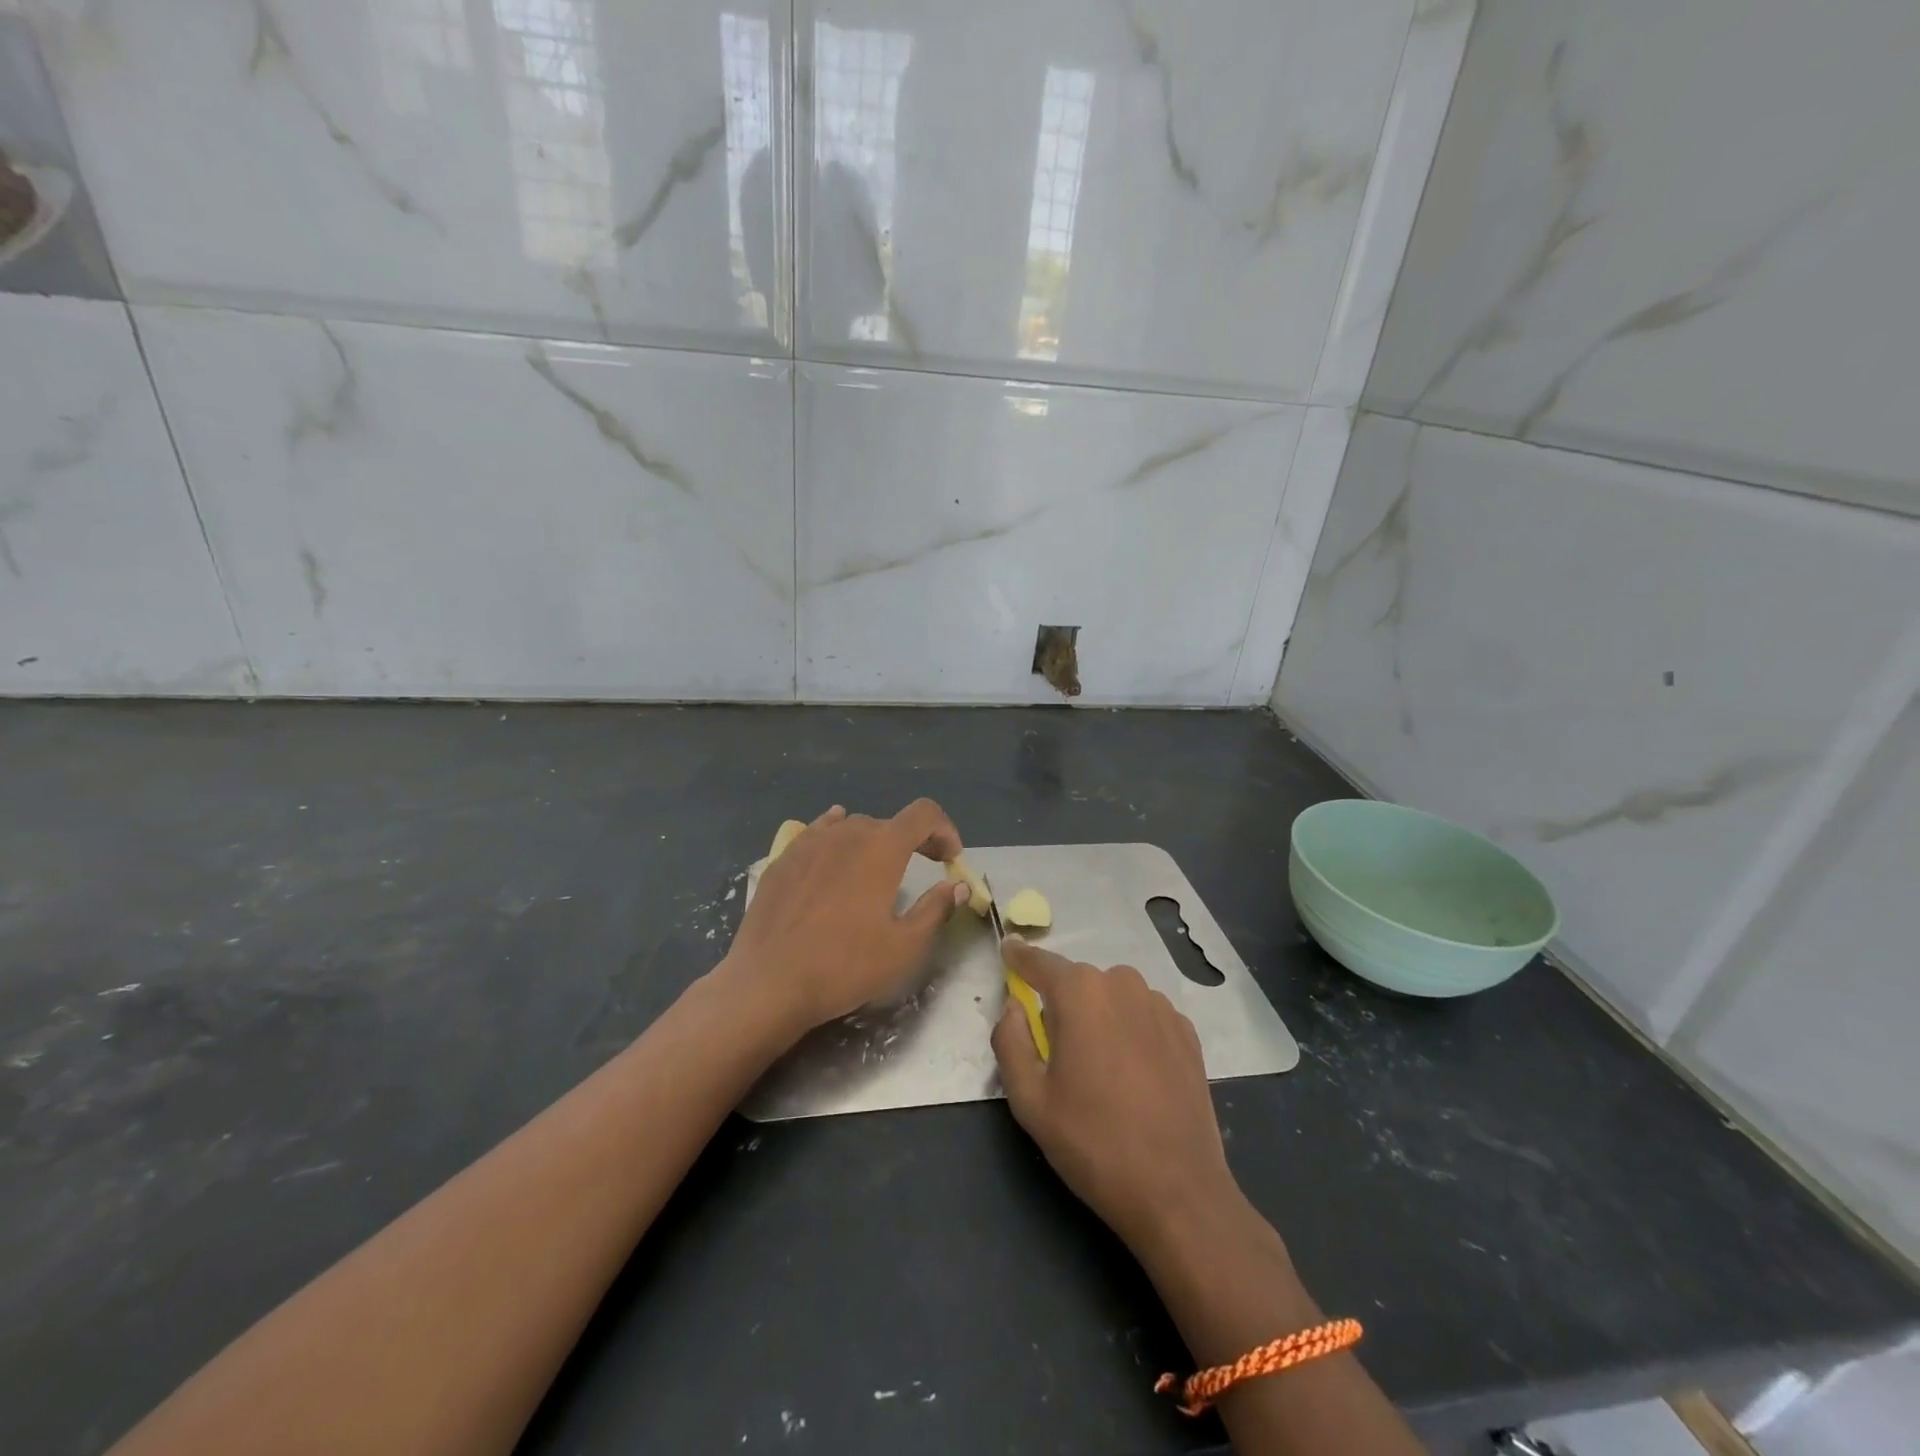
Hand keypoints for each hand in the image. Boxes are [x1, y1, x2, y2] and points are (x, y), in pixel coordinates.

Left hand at [721, 800, 970, 1035]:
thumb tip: (956, 886)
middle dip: (914, 840)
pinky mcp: (783, 859)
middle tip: (925, 865)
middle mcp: (847, 833)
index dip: (944, 829)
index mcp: (882, 848)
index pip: (924, 814)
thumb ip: (935, 908)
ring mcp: (810, 842)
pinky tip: (834, 846)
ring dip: (875, 841)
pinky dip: (836, 835)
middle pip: (889, 823)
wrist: (769, 983)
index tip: (951, 858)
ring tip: (878, 867)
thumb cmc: (845, 966)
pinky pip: (817, 833)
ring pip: (852, 827)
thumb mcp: (904, 947)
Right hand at [992, 938, 1239, 1257]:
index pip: (1039, 962)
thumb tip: (1013, 1006)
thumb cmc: (1093, 1142)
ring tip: (1099, 1069)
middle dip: (1062, 1004)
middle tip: (1056, 1052)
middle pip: (1078, 982)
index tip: (1007, 948)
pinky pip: (1143, 1016)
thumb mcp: (1029, 1099)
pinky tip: (1133, 1075)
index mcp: (1080, 992)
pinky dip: (1130, 1031)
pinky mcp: (1186, 1032)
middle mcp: (1122, 984)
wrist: (1177, 1190)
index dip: (1019, 956)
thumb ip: (1010, 1040)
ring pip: (1113, 997)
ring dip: (1099, 1017)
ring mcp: (1160, 1006)